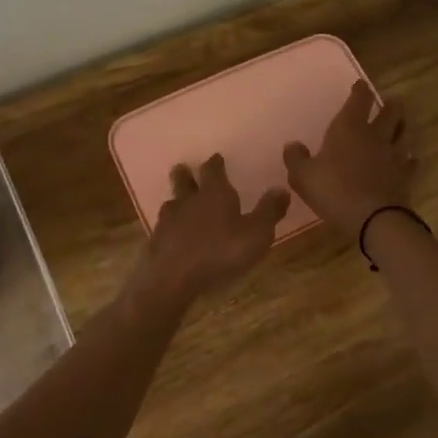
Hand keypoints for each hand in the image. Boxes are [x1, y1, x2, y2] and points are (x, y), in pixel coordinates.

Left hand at [131, 154, 288, 305]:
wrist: (172, 279)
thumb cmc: (220, 252)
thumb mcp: (256, 234)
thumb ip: (269, 211)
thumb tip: (282, 188)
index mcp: (214, 193)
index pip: (213, 169)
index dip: (215, 163)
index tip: (216, 158)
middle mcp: (189, 200)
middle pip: (184, 180)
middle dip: (186, 174)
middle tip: (185, 169)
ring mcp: (168, 220)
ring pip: (171, 203)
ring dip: (176, 200)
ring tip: (179, 202)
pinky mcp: (156, 241)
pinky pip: (163, 227)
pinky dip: (169, 227)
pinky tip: (172, 234)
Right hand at [283, 80, 413, 235]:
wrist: (373, 219)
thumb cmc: (334, 191)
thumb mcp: (303, 176)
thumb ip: (296, 158)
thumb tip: (292, 145)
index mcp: (349, 128)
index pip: (359, 100)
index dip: (360, 90)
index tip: (361, 85)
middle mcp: (375, 135)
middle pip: (390, 112)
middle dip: (390, 104)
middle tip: (392, 101)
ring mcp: (393, 155)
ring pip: (404, 133)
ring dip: (403, 126)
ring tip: (402, 123)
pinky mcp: (405, 176)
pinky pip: (411, 162)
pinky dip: (410, 159)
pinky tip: (409, 160)